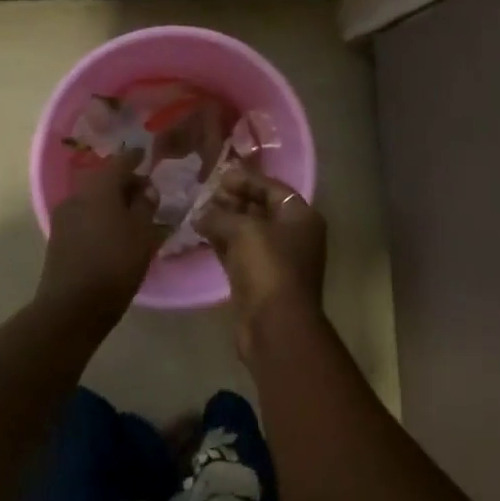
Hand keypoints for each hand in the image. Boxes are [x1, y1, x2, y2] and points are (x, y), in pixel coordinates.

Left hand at [38, 149, 164, 320]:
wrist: (72, 306)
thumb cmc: (115, 264)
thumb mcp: (142, 233)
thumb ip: (146, 206)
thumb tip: (146, 188)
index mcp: (99, 188)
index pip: (119, 162)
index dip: (135, 157)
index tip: (146, 155)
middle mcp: (77, 196)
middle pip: (103, 179)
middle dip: (124, 181)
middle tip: (145, 189)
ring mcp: (64, 217)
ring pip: (92, 198)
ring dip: (111, 200)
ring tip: (133, 212)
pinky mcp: (59, 237)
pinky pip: (85, 215)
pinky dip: (101, 215)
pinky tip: (114, 229)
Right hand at [195, 167, 327, 332]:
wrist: (275, 325)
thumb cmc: (268, 267)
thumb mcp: (245, 231)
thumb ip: (222, 215)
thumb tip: (201, 213)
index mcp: (301, 217)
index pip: (274, 188)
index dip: (247, 179)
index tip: (220, 175)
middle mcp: (293, 235)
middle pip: (261, 209)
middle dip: (234, 199)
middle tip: (205, 192)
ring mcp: (276, 259)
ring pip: (248, 232)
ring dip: (225, 221)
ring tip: (198, 210)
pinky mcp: (257, 279)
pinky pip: (238, 252)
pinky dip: (222, 242)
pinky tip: (200, 232)